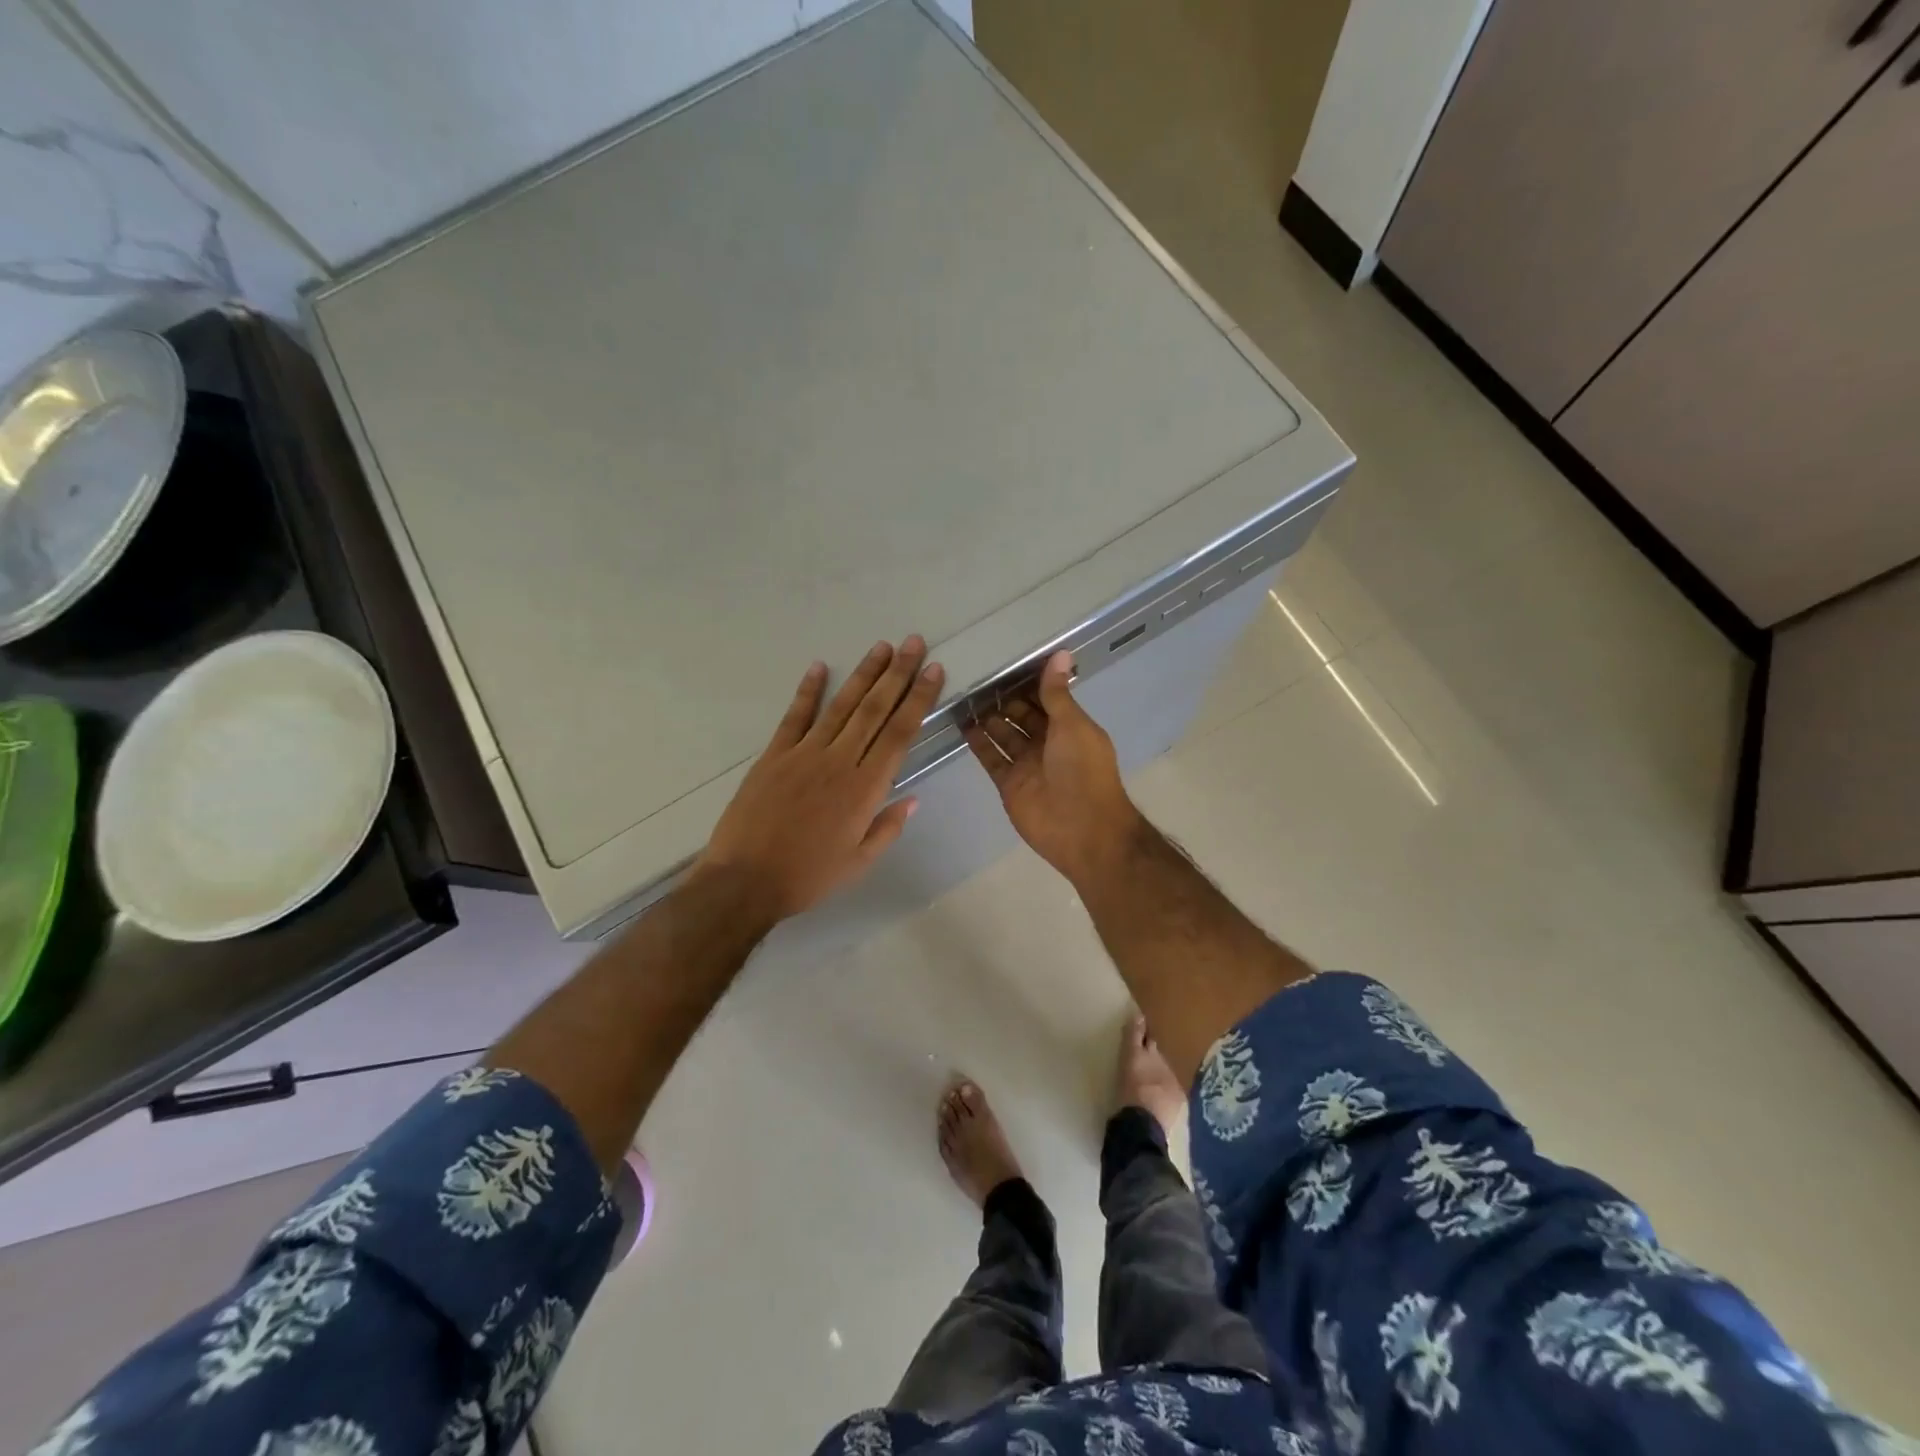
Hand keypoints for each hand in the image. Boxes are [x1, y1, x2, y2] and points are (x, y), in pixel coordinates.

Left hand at [695, 637, 943, 927]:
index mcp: (865, 788)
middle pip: (875, 709)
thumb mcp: (859, 862)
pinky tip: (819, 666)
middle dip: (898, 674)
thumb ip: (887, 827)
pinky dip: (808, 690)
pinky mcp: (774, 755)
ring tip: (882, 647)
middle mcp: (840, 761)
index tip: (934, 671)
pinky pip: (795, 716)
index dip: (919, 699)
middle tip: (914, 643)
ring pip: (841, 706)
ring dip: (864, 674)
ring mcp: (804, 753)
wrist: (745, 881)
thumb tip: (913, 798)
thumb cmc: (808, 876)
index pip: (900, 733)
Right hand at [964, 651, 1144, 887]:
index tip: (1005, 662)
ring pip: (1004, 736)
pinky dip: (978, 743)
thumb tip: (1060, 653)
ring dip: (988, 718)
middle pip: (1022, 716)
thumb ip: (1057, 693)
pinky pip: (991, 759)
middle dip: (1004, 700)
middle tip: (976, 677)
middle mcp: (1048, 743)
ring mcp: (1027, 764)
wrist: (1082, 829)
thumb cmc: (1083, 771)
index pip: (1046, 699)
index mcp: (1070, 727)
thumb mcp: (1072, 725)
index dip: (1028, 683)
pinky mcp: (1009, 784)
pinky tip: (962, 724)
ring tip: (963, 695)